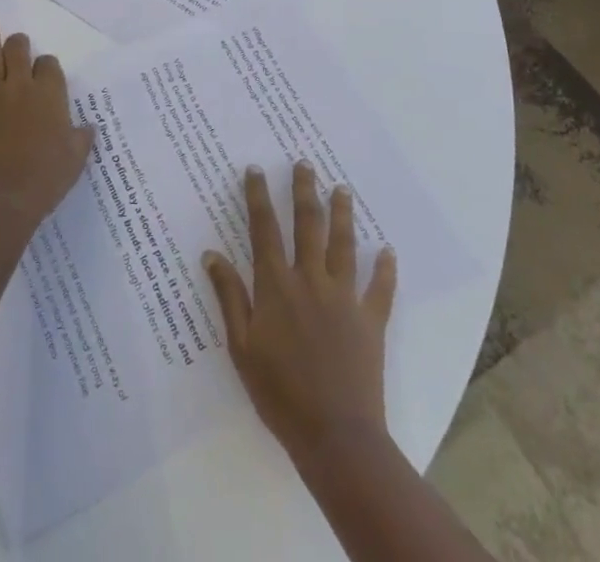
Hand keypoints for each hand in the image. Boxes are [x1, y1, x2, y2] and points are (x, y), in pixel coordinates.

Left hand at [0, 12, 94, 231]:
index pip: (49, 65)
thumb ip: (82, 138)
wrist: (2, 199)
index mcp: (49, 95)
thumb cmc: (44, 179)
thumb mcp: (75, 159)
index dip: (48, 66)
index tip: (47, 74)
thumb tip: (87, 127)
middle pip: (18, 49)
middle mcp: (21, 87)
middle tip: (18, 41)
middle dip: (19, 42)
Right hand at [204, 162, 397, 459]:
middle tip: (304, 163)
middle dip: (304, 191)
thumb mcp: (241, 347)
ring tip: (341, 188)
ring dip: (342, 214)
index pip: (264, 229)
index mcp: (276, 286)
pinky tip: (387, 251)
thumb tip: (211, 253)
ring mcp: (344, 299)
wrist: (335, 436)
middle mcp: (310, 280)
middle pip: (307, 225)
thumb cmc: (279, 393)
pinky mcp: (370, 322)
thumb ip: (229, 296)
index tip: (256, 170)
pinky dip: (385, 269)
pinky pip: (380, 289)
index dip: (258, 197)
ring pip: (343, 245)